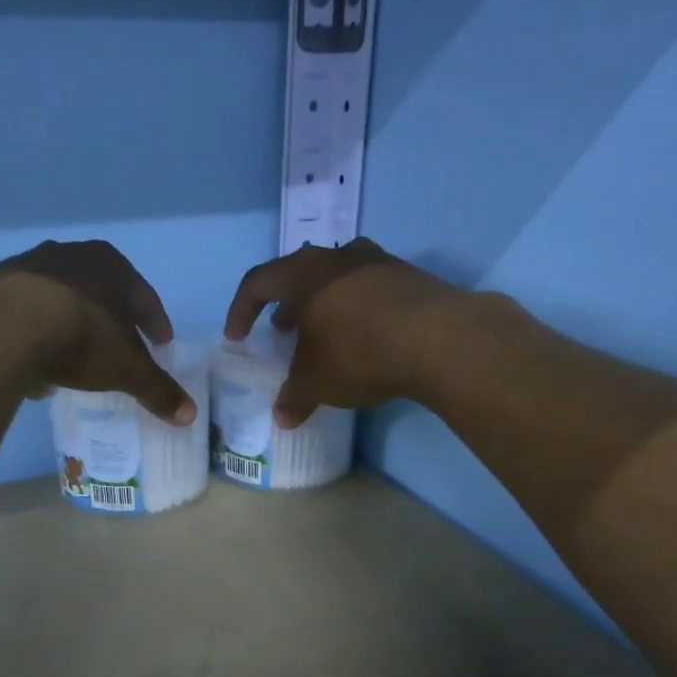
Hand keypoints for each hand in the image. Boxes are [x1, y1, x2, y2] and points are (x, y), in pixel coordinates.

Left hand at [0, 240, 196, 425]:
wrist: (3, 326)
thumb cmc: (82, 338)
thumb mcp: (127, 370)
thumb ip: (158, 390)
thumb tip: (190, 415)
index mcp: (112, 266)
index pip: (144, 296)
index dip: (155, 323)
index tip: (161, 343)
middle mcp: (71, 255)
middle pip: (101, 292)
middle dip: (111, 320)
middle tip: (119, 347)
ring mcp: (28, 265)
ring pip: (60, 299)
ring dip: (69, 325)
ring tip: (72, 358)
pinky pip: (24, 312)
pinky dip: (33, 333)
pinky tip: (33, 360)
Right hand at [223, 238, 465, 427]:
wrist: (438, 339)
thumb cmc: (358, 353)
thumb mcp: (316, 383)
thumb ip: (293, 398)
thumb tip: (282, 418)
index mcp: (303, 275)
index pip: (257, 282)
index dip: (241, 310)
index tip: (237, 337)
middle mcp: (337, 258)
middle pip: (299, 273)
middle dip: (285, 303)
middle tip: (282, 330)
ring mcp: (377, 262)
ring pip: (336, 277)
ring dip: (322, 303)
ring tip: (323, 332)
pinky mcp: (410, 276)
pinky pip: (369, 288)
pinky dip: (356, 309)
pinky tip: (365, 337)